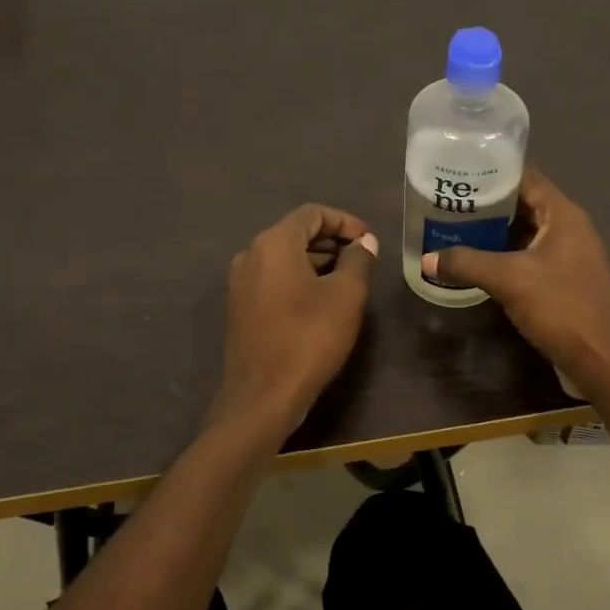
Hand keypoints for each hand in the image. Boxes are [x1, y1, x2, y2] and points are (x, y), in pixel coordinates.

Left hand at [213, 204, 378, 432]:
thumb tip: (364, 242)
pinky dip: (299, 278)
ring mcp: (240, 282)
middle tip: (362, 257)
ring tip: (348, 277)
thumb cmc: (309, 339)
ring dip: (316, 260)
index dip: (344, 221)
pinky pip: (273, 278)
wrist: (263, 396)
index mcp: (273, 244)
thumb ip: (358, 260)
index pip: (312, 214)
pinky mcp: (240, 307)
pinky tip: (321, 299)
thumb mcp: (346, 296)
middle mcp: (250, 255)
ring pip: (284, 257)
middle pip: (295, 233)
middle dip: (330, 240)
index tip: (368, 239)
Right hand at [423, 169, 609, 400]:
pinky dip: (504, 257)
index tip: (457, 169)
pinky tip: (477, 264)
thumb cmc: (562, 308)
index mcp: (564, 215)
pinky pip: (529, 258)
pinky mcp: (564, 282)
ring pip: (525, 234)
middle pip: (524, 204)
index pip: (526, 176)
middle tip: (448, 203)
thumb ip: (466, 263)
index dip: (492, 169)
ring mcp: (569, 257)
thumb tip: (427, 259)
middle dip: (487, 203)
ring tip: (455, 229)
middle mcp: (569, 229)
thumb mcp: (509, 280)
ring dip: (494, 233)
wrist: (603, 362)